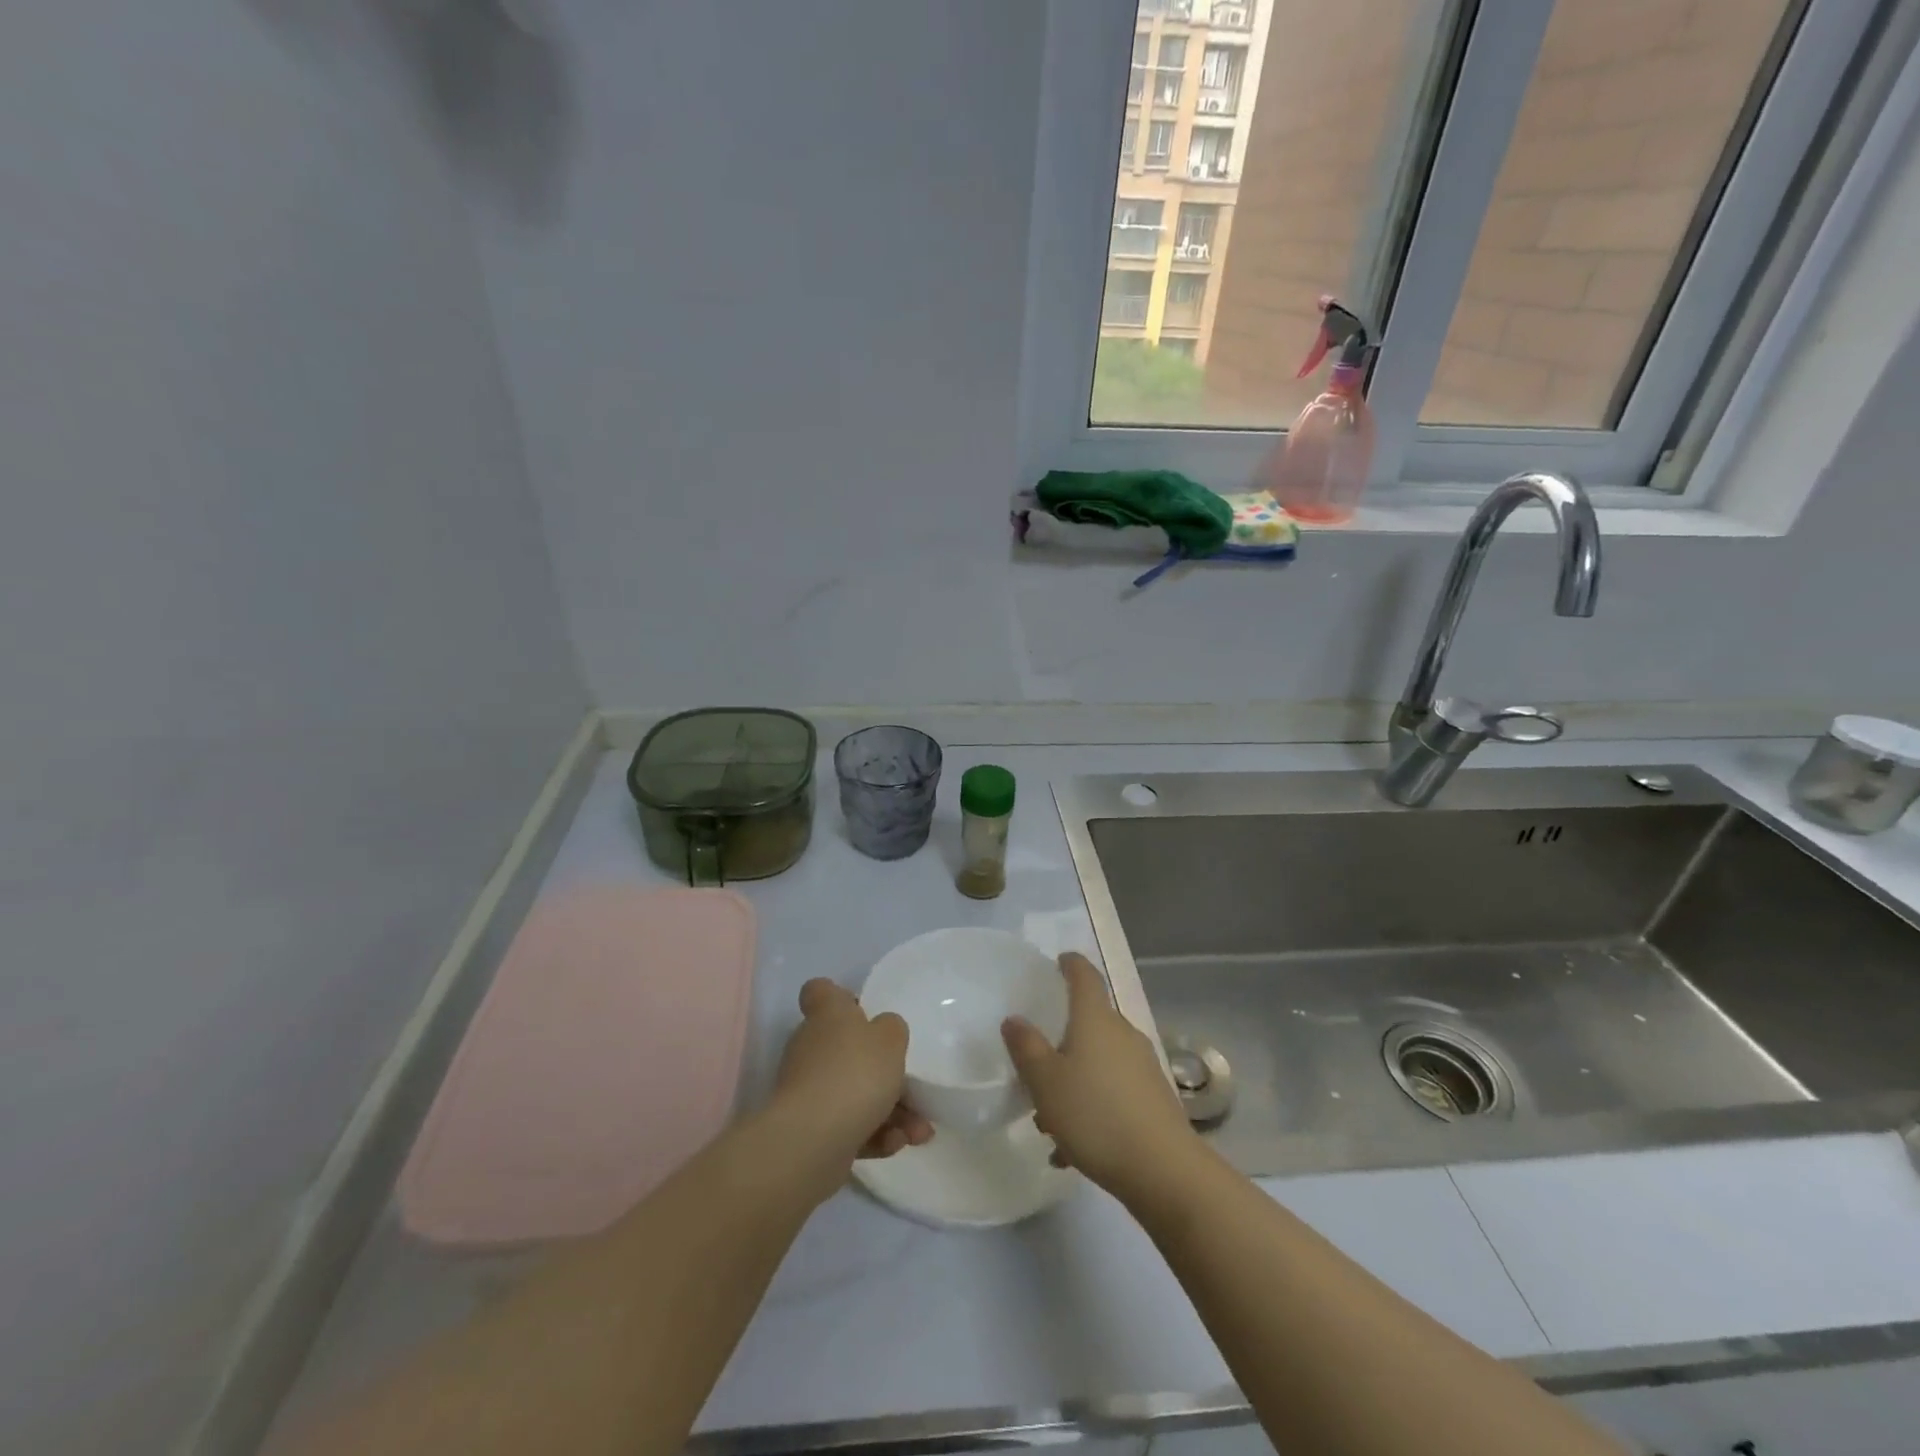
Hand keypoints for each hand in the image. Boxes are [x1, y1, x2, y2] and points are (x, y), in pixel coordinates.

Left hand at [772, 979, 931, 1169]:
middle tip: (912, 1086)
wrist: (812, 1142)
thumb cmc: (855, 1074)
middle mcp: (812, 1048)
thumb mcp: (890, 1039)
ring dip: (891, 1111)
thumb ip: (892, 1028)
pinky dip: (874, 1134)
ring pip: (854, 1093)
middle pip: (845, 1048)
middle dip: (883, 1071)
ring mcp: (808, 1091)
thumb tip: (883, 1030)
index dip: (839, 996)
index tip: (862, 1012)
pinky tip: (899, 1144)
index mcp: (827, 1015)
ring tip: (920, 1131)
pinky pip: (848, 1126)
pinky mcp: (811, 1130)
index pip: (820, 992)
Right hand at [1001, 953, 1196, 1204]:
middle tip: (1036, 1061)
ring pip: (1099, 1061)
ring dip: (1074, 1080)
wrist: (1163, 1170)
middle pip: (1090, 1021)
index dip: (1070, 964)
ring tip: (1048, 1120)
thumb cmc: (1095, 1114)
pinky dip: (1092, 1108)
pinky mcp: (1153, 1099)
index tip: (1058, 962)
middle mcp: (1122, 1033)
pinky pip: (1113, 1092)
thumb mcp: (1045, 1082)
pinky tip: (1071, 1150)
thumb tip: (1015, 1019)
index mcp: (1095, 1019)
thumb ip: (1026, 1047)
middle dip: (1062, 1037)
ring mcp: (1142, 1066)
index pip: (1085, 975)